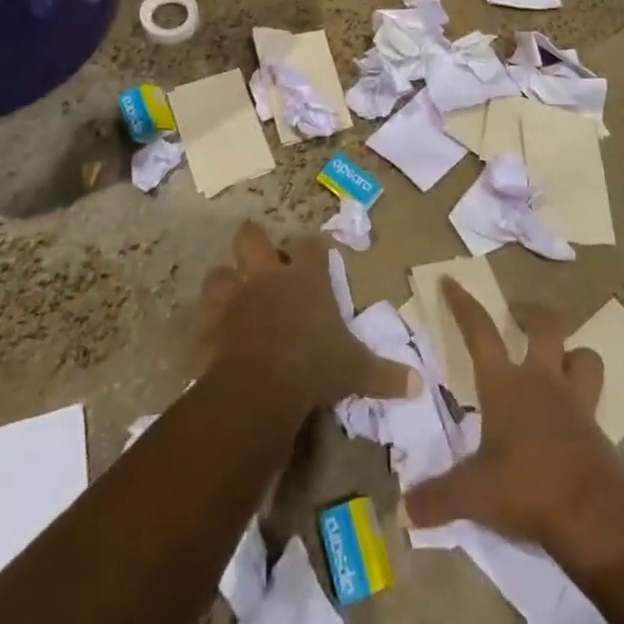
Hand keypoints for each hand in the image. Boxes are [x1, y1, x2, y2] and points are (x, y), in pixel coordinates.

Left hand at [202, 222, 416, 413]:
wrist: (264, 382)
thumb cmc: (315, 363)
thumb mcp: (356, 370)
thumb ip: (385, 374)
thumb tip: (419, 385)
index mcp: (306, 279)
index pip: (311, 247)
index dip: (313, 245)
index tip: (316, 248)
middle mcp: (269, 278)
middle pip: (252, 239)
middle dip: (253, 239)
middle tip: (257, 249)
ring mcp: (237, 299)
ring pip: (219, 274)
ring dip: (223, 281)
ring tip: (229, 291)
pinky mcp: (214, 326)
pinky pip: (204, 320)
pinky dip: (206, 327)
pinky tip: (210, 337)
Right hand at [405, 279, 623, 570]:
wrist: (595, 520)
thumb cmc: (528, 490)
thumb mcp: (474, 495)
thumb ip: (438, 497)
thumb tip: (403, 509)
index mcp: (505, 385)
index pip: (480, 331)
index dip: (463, 304)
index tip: (451, 281)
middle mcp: (542, 381)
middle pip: (546, 325)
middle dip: (531, 312)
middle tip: (517, 314)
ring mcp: (575, 403)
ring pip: (584, 357)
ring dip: (572, 352)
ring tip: (558, 358)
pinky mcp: (599, 430)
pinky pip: (595, 400)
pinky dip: (585, 399)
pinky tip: (573, 417)